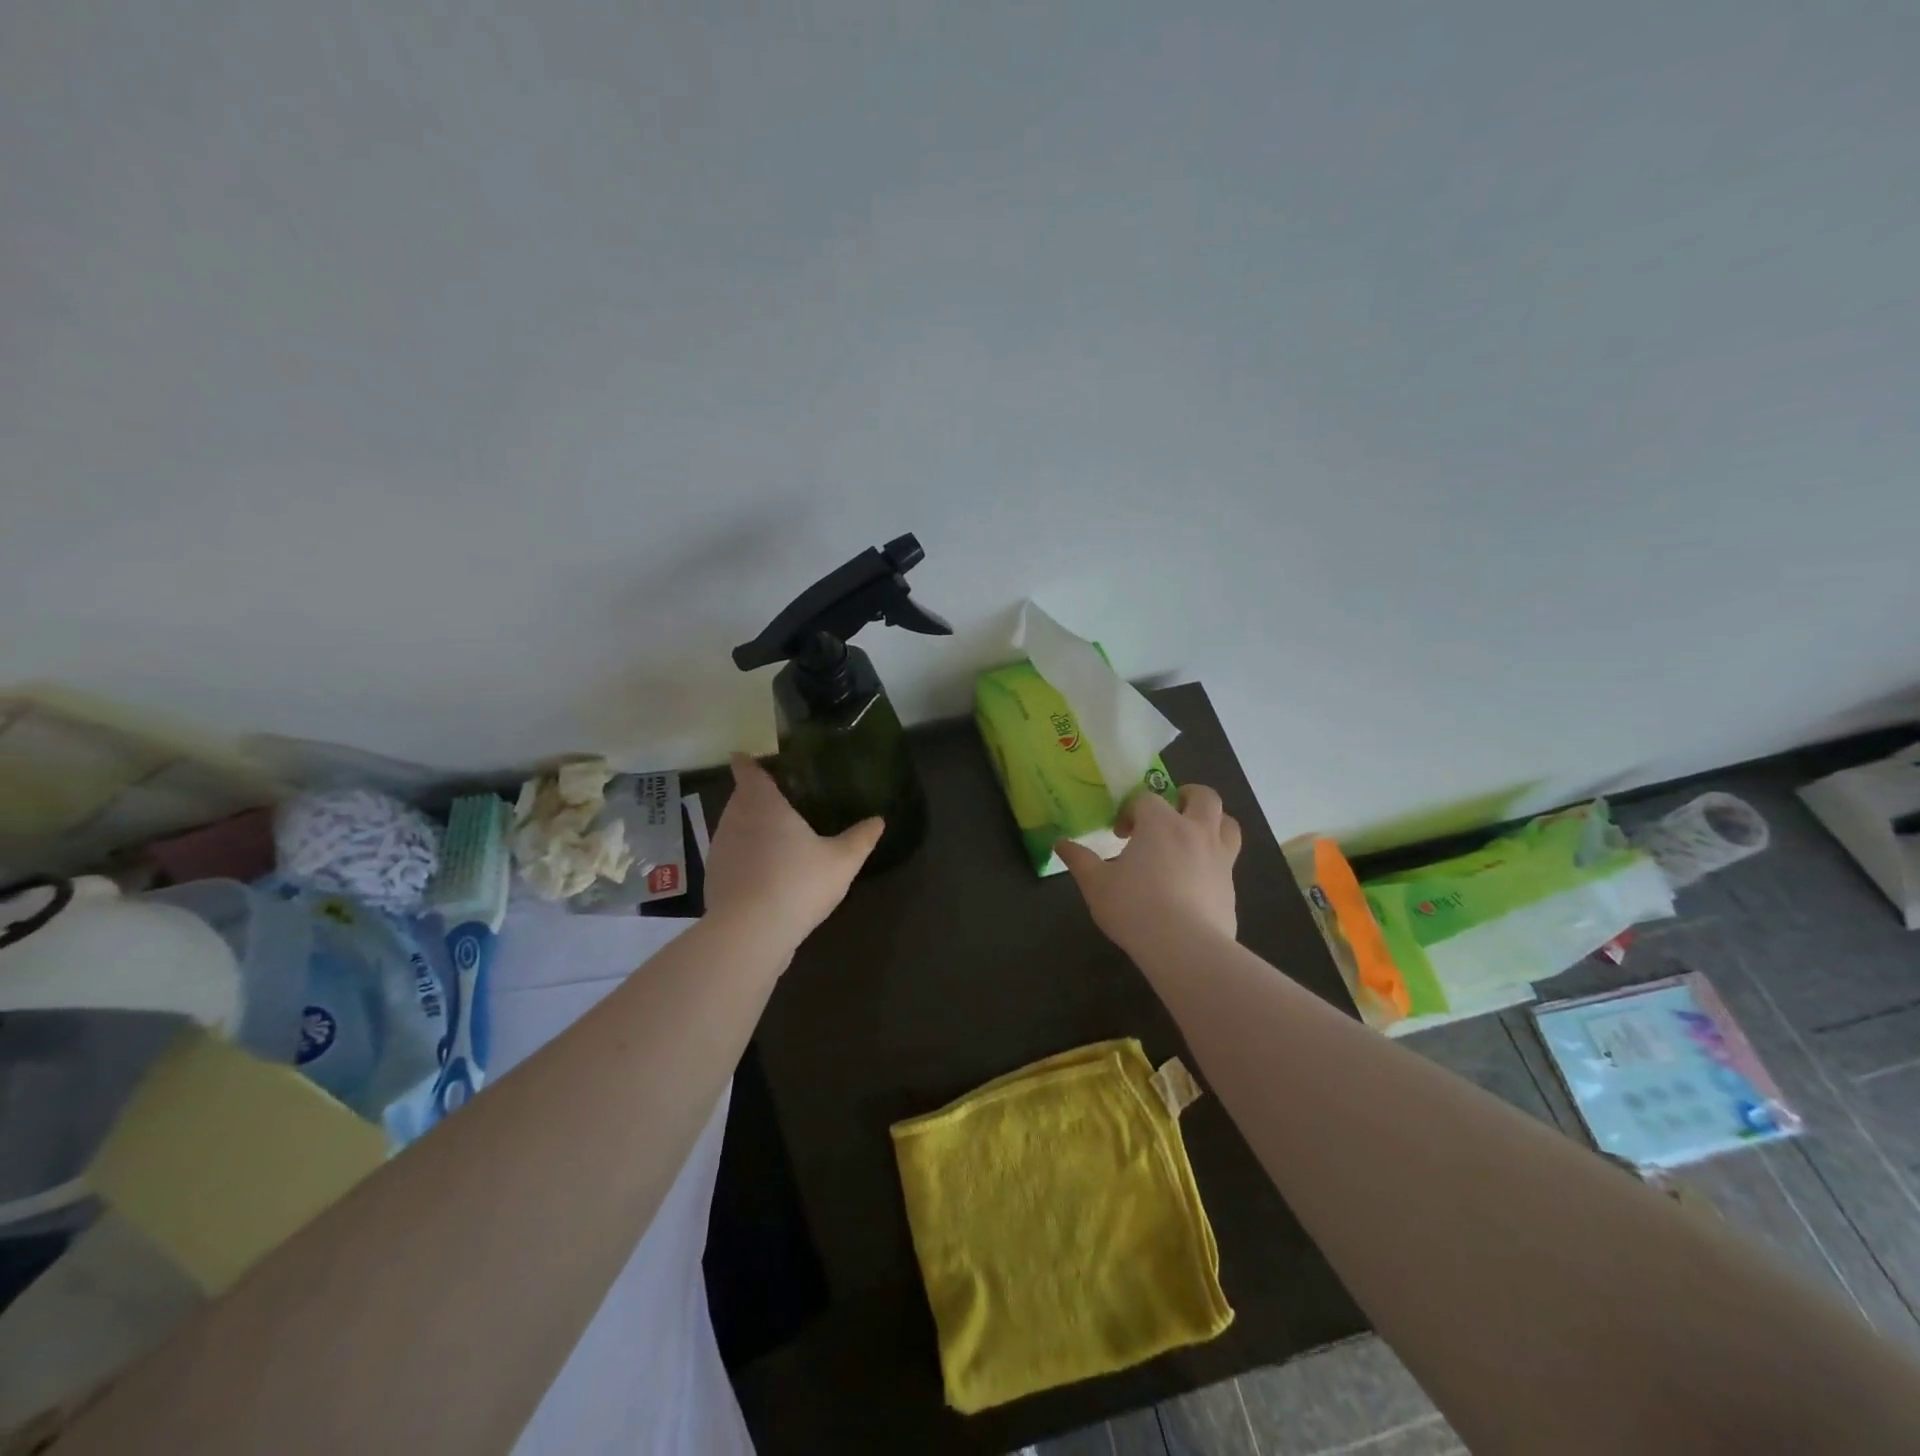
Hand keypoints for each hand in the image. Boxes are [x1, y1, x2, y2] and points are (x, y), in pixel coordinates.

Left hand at [705, 754, 883, 946]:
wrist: (750, 933)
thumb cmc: (798, 883)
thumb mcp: (842, 861)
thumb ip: (860, 838)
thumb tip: (879, 819)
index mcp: (763, 804)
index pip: (748, 770)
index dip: (748, 762)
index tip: (750, 757)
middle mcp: (734, 819)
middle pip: (740, 798)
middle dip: (754, 796)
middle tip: (780, 800)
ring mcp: (719, 850)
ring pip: (733, 827)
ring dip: (748, 828)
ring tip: (774, 837)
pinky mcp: (713, 879)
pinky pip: (730, 857)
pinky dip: (743, 858)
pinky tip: (763, 874)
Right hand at [1056, 784, 1240, 952]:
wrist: (1186, 948)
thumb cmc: (1135, 908)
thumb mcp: (1096, 885)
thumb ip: (1080, 861)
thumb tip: (1061, 843)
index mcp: (1160, 823)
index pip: (1146, 799)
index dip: (1131, 811)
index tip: (1120, 834)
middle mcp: (1195, 831)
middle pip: (1203, 797)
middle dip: (1185, 797)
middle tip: (1169, 813)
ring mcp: (1220, 858)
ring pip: (1228, 824)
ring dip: (1213, 822)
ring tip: (1193, 837)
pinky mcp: (1231, 886)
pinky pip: (1228, 860)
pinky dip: (1214, 860)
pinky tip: (1196, 880)